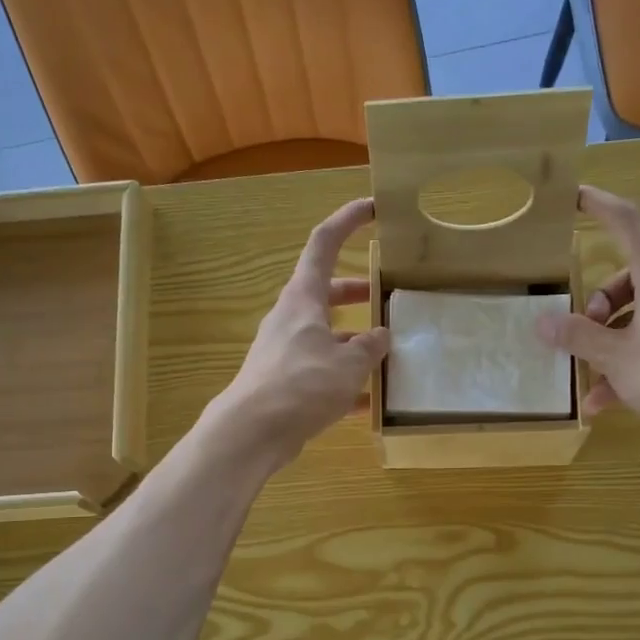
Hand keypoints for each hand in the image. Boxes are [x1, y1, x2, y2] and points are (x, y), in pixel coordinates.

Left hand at [210, 197, 389, 468]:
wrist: (252, 431)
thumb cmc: (301, 384)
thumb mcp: (348, 363)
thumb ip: (370, 347)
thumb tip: (382, 336)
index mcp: (304, 298)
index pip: (324, 244)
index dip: (347, 221)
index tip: (372, 208)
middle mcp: (292, 319)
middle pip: (327, 293)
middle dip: (357, 291)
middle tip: (385, 295)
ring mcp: (286, 352)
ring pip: (326, 336)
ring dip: (354, 341)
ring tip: (387, 354)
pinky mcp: (285, 383)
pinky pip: (321, 373)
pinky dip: (344, 382)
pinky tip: (369, 402)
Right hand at [536, 186, 639, 448]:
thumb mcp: (615, 357)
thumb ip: (578, 337)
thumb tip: (543, 322)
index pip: (629, 224)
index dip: (602, 206)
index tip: (578, 196)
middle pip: (630, 278)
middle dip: (598, 305)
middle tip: (580, 333)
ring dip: (610, 342)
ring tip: (590, 379)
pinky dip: (631, 362)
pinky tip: (607, 400)